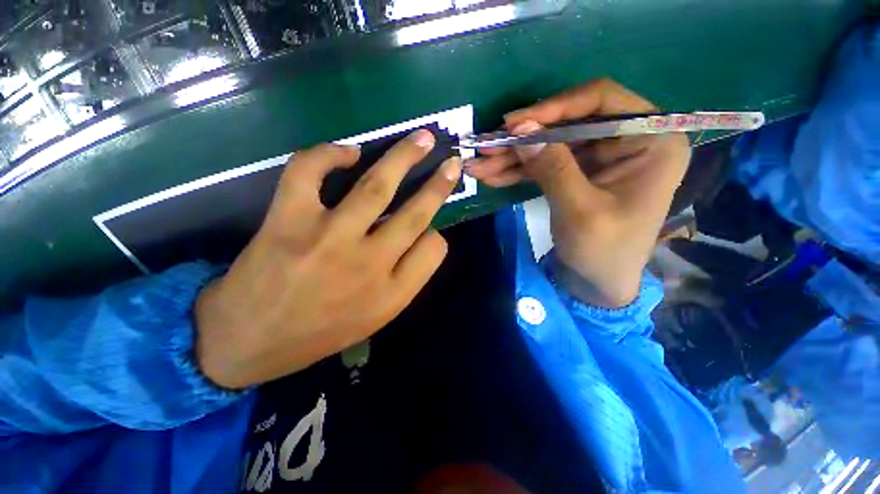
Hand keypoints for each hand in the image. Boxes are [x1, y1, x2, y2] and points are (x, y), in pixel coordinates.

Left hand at [195, 131, 461, 388]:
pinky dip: (330, 154)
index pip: (434, 249)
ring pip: (376, 187)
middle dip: (439, 184)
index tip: (428, 230)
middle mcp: (368, 265)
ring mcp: (328, 239)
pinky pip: (309, 173)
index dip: (436, 235)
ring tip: (421, 139)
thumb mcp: (376, 318)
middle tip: (452, 162)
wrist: (249, 343)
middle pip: (415, 214)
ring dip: (404, 157)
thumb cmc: (320, 333)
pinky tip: (349, 152)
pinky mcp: (288, 222)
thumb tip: (421, 236)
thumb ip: (406, 280)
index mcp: (392, 293)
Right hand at [466, 79, 690, 307]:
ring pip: (549, 146)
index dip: (554, 107)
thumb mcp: (580, 210)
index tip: (514, 123)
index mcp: (652, 141)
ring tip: (478, 165)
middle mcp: (627, 141)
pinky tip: (490, 175)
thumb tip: (521, 130)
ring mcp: (598, 158)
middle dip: (523, 139)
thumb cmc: (603, 252)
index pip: (602, 101)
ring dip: (512, 157)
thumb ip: (553, 167)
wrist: (597, 284)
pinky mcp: (576, 174)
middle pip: (567, 125)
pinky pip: (544, 165)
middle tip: (486, 146)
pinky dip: (517, 171)